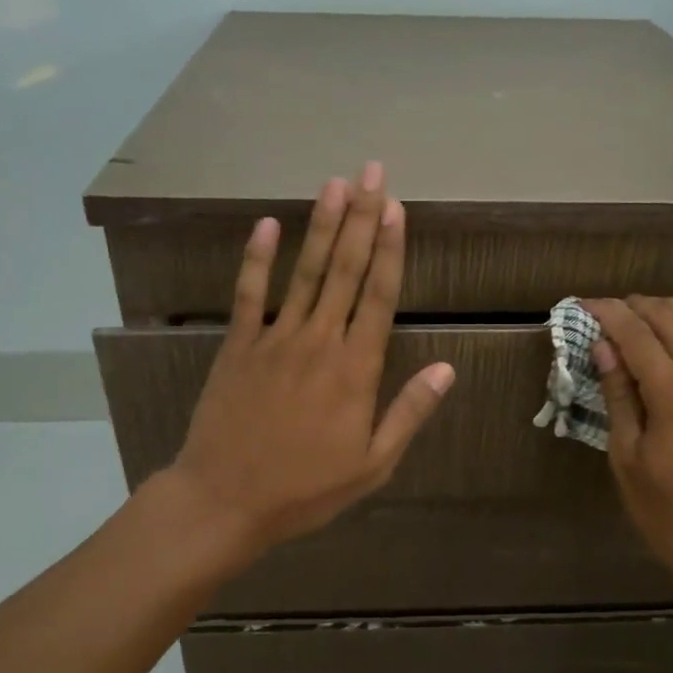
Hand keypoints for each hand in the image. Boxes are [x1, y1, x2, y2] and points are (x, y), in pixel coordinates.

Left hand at [166, 163, 455, 554]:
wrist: (226, 500)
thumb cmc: (305, 488)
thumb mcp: (372, 464)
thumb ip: (409, 412)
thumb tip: (446, 369)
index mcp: (355, 369)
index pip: (378, 296)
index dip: (388, 249)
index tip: (395, 208)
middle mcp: (318, 341)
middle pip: (345, 270)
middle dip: (361, 218)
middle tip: (371, 172)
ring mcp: (274, 339)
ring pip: (304, 272)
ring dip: (321, 226)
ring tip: (334, 184)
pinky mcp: (238, 346)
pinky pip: (248, 295)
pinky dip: (256, 259)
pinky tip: (265, 225)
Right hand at [583, 297, 672, 606]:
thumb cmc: (668, 513)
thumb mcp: (628, 459)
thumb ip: (620, 397)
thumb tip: (605, 349)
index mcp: (672, 395)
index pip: (635, 335)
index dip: (608, 313)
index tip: (584, 303)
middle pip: (671, 322)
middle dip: (638, 307)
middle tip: (610, 309)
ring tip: (647, 307)